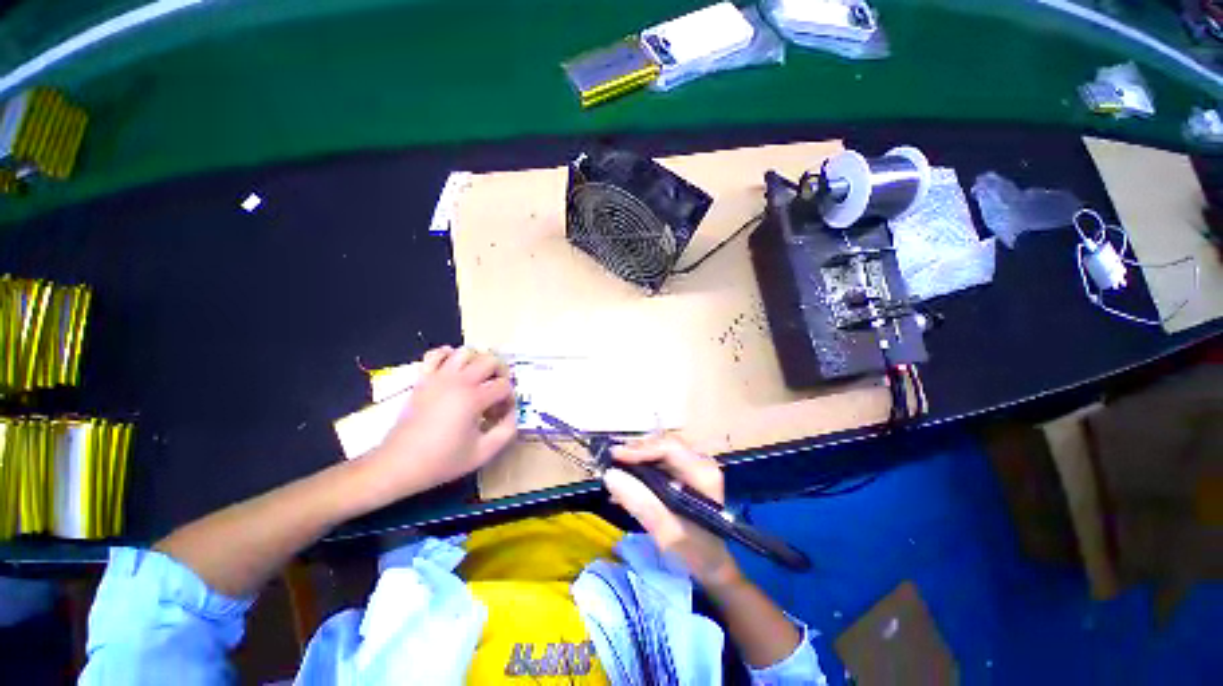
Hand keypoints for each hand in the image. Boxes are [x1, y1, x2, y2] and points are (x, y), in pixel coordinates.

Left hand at [368, 346, 516, 495]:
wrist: (398, 465)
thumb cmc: (442, 461)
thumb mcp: (483, 453)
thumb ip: (507, 431)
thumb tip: (511, 414)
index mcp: (474, 398)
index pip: (504, 386)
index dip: (509, 399)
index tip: (501, 415)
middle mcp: (458, 381)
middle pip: (491, 361)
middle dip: (501, 374)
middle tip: (497, 392)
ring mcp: (438, 377)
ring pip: (466, 352)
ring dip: (478, 362)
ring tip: (478, 379)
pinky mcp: (423, 379)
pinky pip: (436, 354)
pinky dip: (448, 355)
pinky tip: (454, 369)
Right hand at [604, 436, 742, 588]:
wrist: (714, 567)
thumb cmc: (695, 552)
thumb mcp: (667, 533)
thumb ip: (641, 503)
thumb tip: (610, 474)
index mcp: (703, 473)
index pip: (669, 448)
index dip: (641, 449)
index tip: (615, 456)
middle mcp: (701, 462)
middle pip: (664, 445)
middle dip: (637, 451)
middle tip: (613, 461)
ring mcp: (695, 467)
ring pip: (661, 452)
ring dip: (638, 459)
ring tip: (617, 470)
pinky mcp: (687, 474)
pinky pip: (662, 462)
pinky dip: (644, 468)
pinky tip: (628, 480)